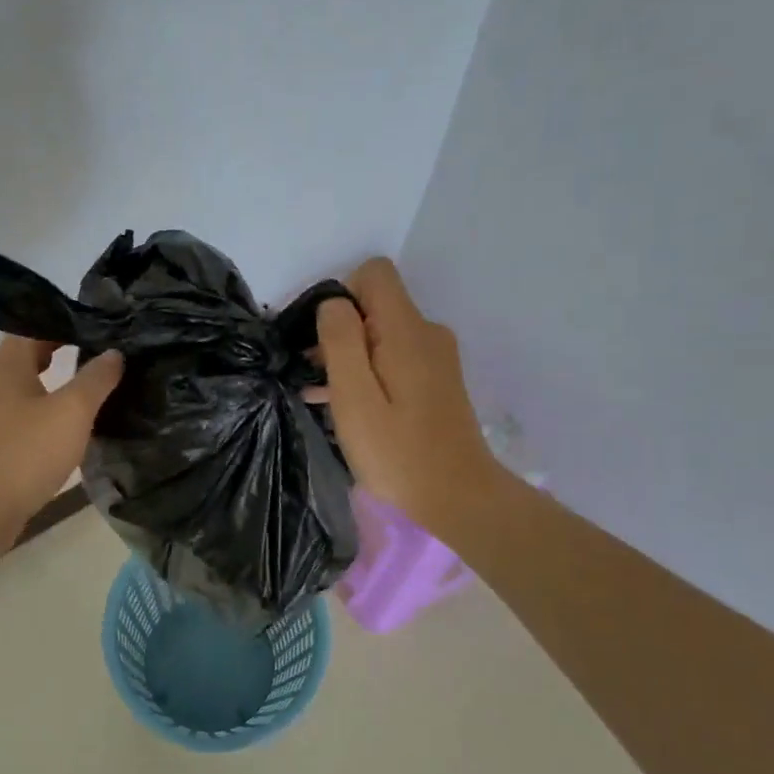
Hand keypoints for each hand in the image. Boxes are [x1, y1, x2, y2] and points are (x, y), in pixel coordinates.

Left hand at [0, 337, 124, 531]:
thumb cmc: (26, 453)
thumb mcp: (71, 411)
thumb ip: (96, 378)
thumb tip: (114, 353)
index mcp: (7, 364)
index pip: (34, 324)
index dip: (66, 319)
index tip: (99, 322)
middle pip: (29, 352)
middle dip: (63, 346)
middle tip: (101, 347)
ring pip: (27, 383)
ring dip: (56, 379)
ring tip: (92, 382)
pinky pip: (24, 410)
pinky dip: (47, 406)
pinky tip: (69, 421)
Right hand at [315, 258, 509, 540]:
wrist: (458, 500)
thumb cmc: (398, 453)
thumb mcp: (355, 397)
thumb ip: (341, 341)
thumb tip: (333, 303)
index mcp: (407, 330)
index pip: (374, 273)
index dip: (340, 297)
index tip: (323, 341)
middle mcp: (427, 333)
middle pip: (375, 305)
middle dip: (339, 332)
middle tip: (314, 377)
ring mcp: (435, 359)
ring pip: (381, 335)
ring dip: (349, 358)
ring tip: (321, 397)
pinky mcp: (436, 382)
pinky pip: (394, 359)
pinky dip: (367, 373)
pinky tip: (344, 407)